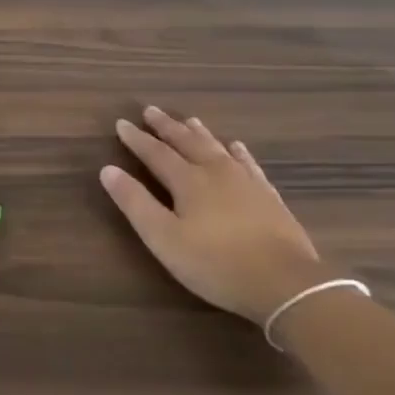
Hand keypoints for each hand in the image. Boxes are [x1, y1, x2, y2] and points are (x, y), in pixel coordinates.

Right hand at [100, 107, 331, 323]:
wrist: (286, 284)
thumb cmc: (215, 263)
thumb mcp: (164, 238)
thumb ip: (135, 203)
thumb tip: (108, 169)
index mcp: (187, 181)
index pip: (155, 153)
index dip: (136, 139)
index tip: (122, 123)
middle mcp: (216, 172)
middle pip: (187, 143)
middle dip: (167, 127)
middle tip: (151, 110)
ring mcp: (246, 183)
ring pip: (217, 148)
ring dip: (200, 133)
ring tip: (190, 119)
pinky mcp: (269, 197)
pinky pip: (249, 164)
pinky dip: (239, 153)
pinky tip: (237, 147)